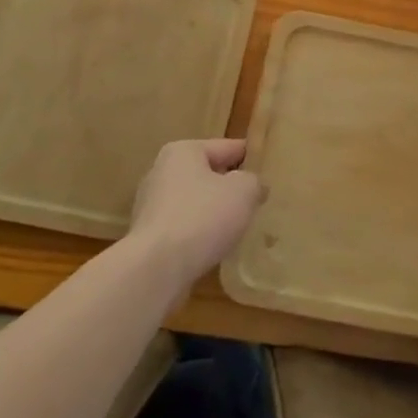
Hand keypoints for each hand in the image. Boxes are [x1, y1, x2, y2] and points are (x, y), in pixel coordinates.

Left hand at [128, 138, 263, 288]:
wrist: (156, 269)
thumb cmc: (202, 217)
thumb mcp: (243, 191)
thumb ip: (253, 181)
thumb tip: (252, 186)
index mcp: (183, 152)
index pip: (227, 147)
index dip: (250, 158)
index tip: (269, 171)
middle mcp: (162, 173)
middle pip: (208, 175)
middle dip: (230, 188)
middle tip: (257, 201)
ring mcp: (151, 207)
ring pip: (195, 203)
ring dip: (214, 214)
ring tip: (239, 228)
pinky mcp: (149, 237)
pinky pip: (184, 229)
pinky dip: (199, 236)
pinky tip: (215, 249)